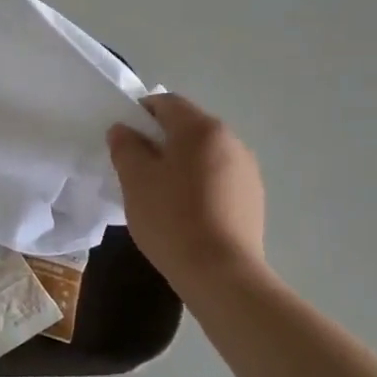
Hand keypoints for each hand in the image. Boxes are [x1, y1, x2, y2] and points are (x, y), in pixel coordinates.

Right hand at [108, 92, 269, 297]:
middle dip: (160, 140)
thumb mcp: (135, 180)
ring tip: (161, 194)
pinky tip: (186, 213)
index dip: (140, 113)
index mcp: (201, 128)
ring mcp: (247, 170)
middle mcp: (231, 140)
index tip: (124, 140)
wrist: (221, 274)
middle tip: (137, 169)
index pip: (166, 102)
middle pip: (188, 127)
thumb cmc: (172, 218)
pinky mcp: (253, 198)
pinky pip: (219, 177)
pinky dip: (199, 184)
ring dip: (181, 163)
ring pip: (204, 154)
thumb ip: (125, 146)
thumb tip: (123, 130)